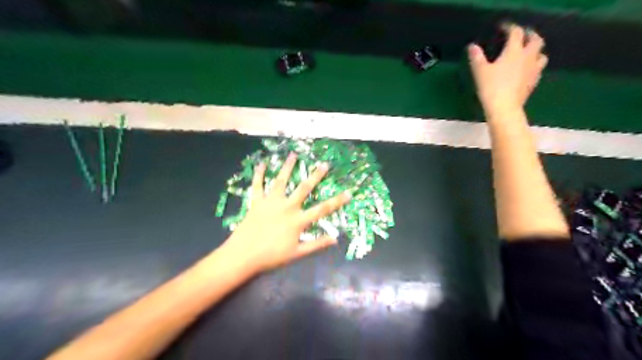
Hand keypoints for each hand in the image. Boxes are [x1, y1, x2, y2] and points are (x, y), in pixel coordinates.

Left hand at [220, 152, 350, 272]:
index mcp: (298, 220)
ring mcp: (271, 202)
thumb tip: (335, 239)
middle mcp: (287, 207)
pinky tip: (261, 164)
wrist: (244, 255)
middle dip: (315, 176)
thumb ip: (316, 245)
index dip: (337, 201)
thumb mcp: (297, 253)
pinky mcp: (257, 202)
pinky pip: (258, 185)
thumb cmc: (271, 255)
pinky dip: (259, 174)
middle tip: (323, 164)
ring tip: (293, 155)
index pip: (322, 209)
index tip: (349, 192)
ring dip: (287, 167)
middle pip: (304, 188)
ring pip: (281, 181)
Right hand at [470, 24, 548, 115]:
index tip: (503, 28)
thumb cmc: (491, 88)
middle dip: (529, 35)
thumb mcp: (479, 72)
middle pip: (535, 40)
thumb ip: (477, 57)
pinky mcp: (533, 82)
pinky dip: (534, 66)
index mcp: (514, 51)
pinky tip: (527, 70)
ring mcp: (533, 70)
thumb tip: (472, 47)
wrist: (504, 108)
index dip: (510, 28)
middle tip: (522, 36)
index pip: (516, 33)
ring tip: (528, 53)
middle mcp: (527, 57)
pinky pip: (538, 70)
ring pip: (541, 55)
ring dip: (536, 51)